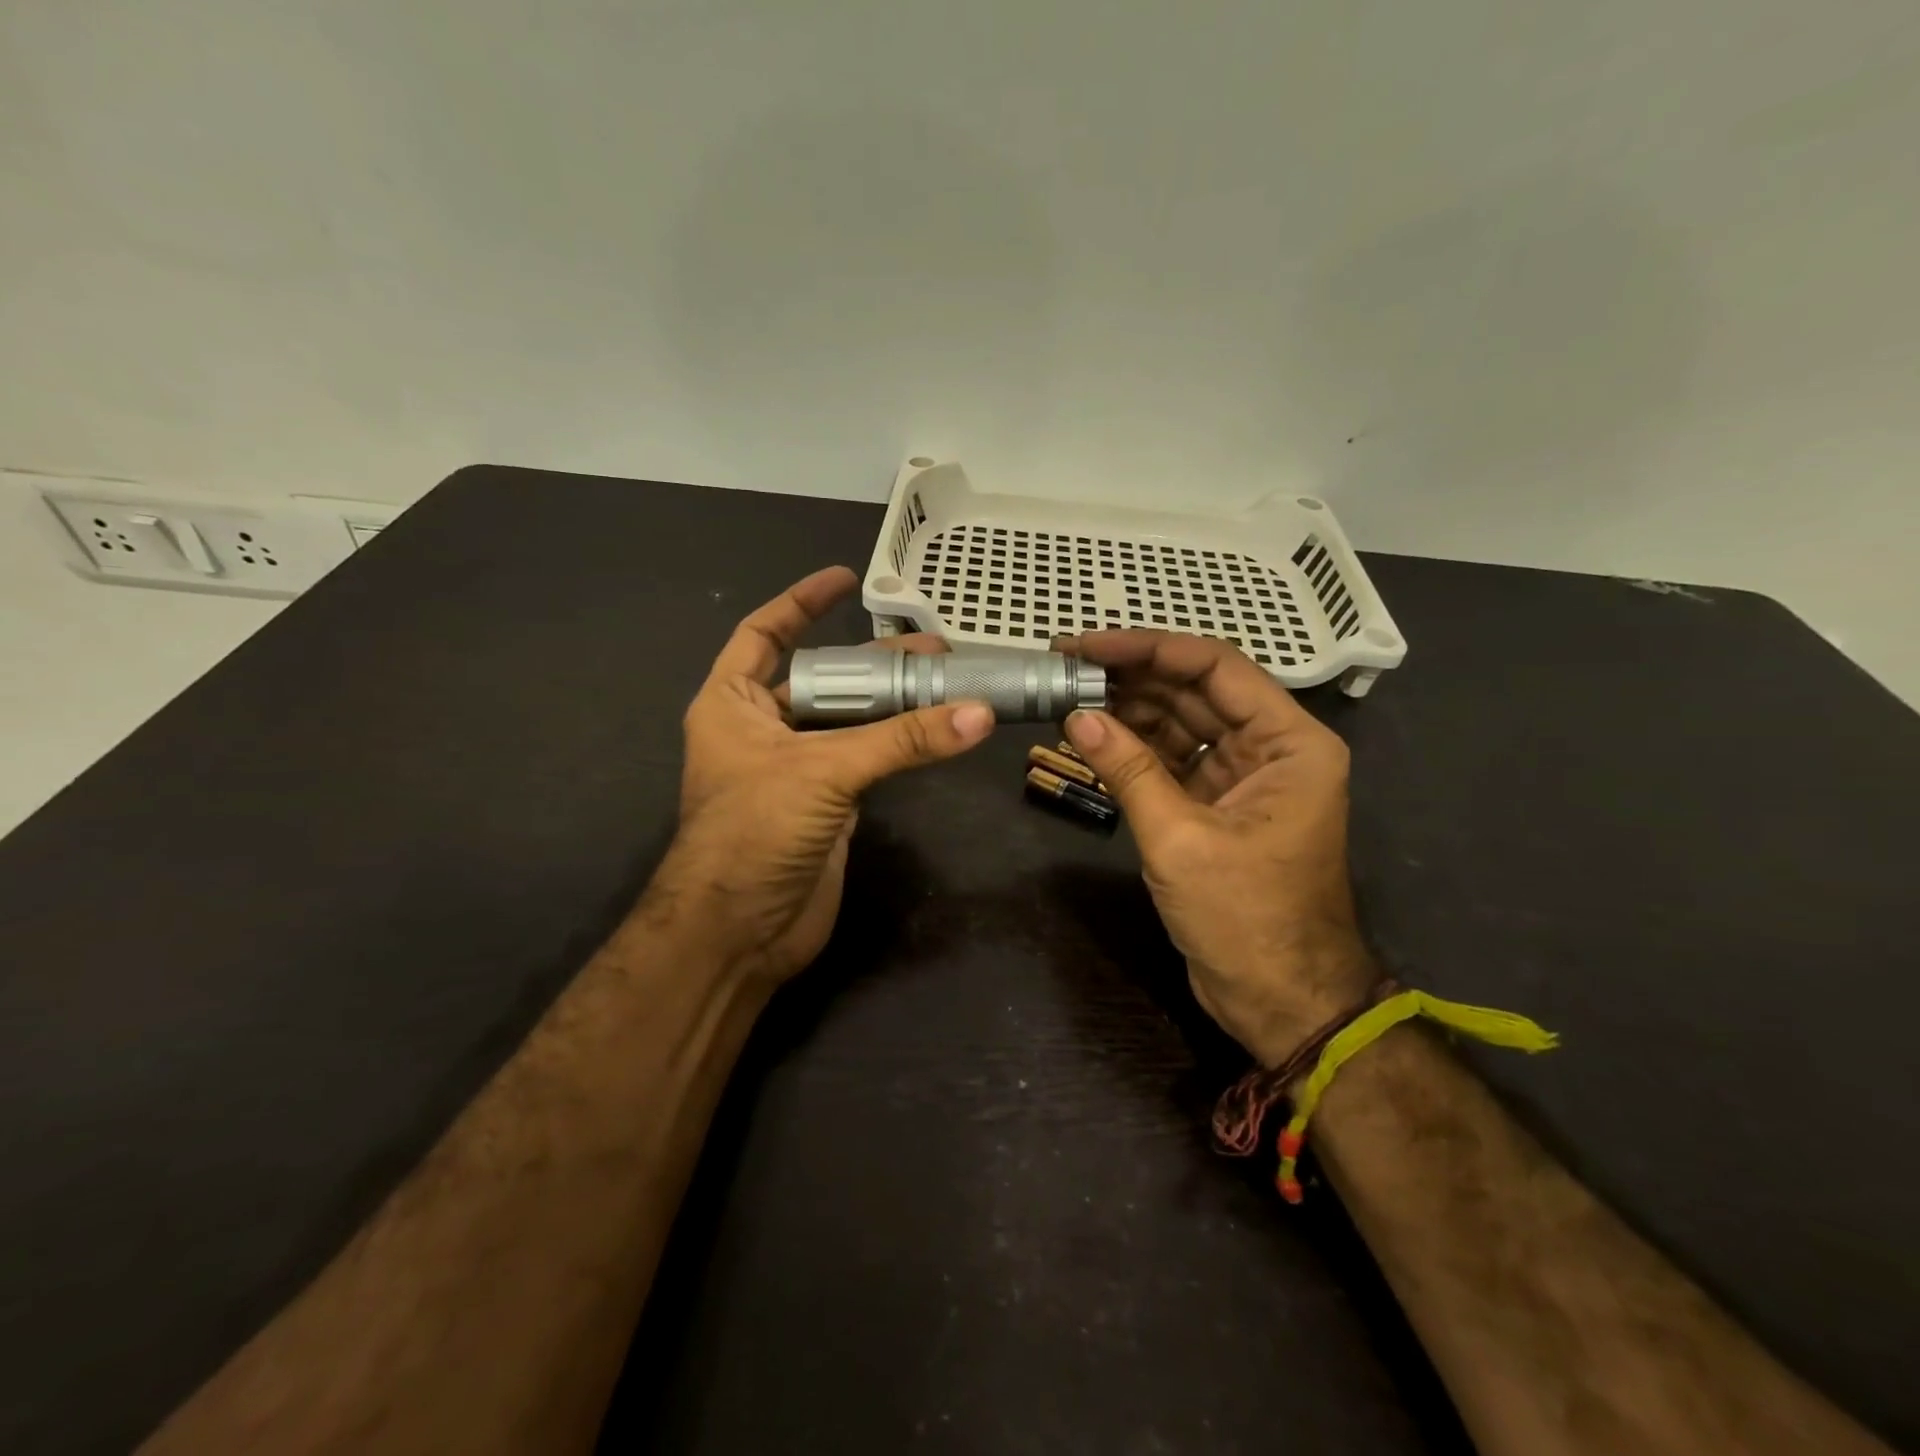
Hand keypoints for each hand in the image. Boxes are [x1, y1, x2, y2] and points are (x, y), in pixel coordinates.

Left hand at [648, 567, 993, 982]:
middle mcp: (762, 729)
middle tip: (932, 647)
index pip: (764, 634)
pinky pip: (868, 761)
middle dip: (874, 660)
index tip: (846, 580)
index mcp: (732, 704)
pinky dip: (900, 745)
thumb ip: (902, 740)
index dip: (800, 602)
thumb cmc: (755, 832)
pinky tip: (935, 729)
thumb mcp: (824, 771)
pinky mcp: (828, 805)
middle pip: (825, 678)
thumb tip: (978, 714)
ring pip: (851, 721)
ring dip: (894, 703)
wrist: (739, 932)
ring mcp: (797, 769)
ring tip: (947, 681)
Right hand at [1058, 631, 1375, 1066]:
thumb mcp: (1180, 839)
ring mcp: (1242, 775)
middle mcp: (1271, 747)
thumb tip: (1076, 715)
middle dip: (1131, 676)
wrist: (1278, 1000)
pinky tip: (1091, 733)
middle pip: (1195, 690)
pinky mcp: (1216, 803)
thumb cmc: (1245, 918)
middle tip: (1065, 664)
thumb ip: (1128, 770)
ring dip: (1128, 708)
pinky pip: (1171, 759)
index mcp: (1289, 743)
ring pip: (1180, 722)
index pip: (1215, 667)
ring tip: (1068, 692)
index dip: (1149, 649)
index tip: (1088, 645)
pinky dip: (1133, 747)